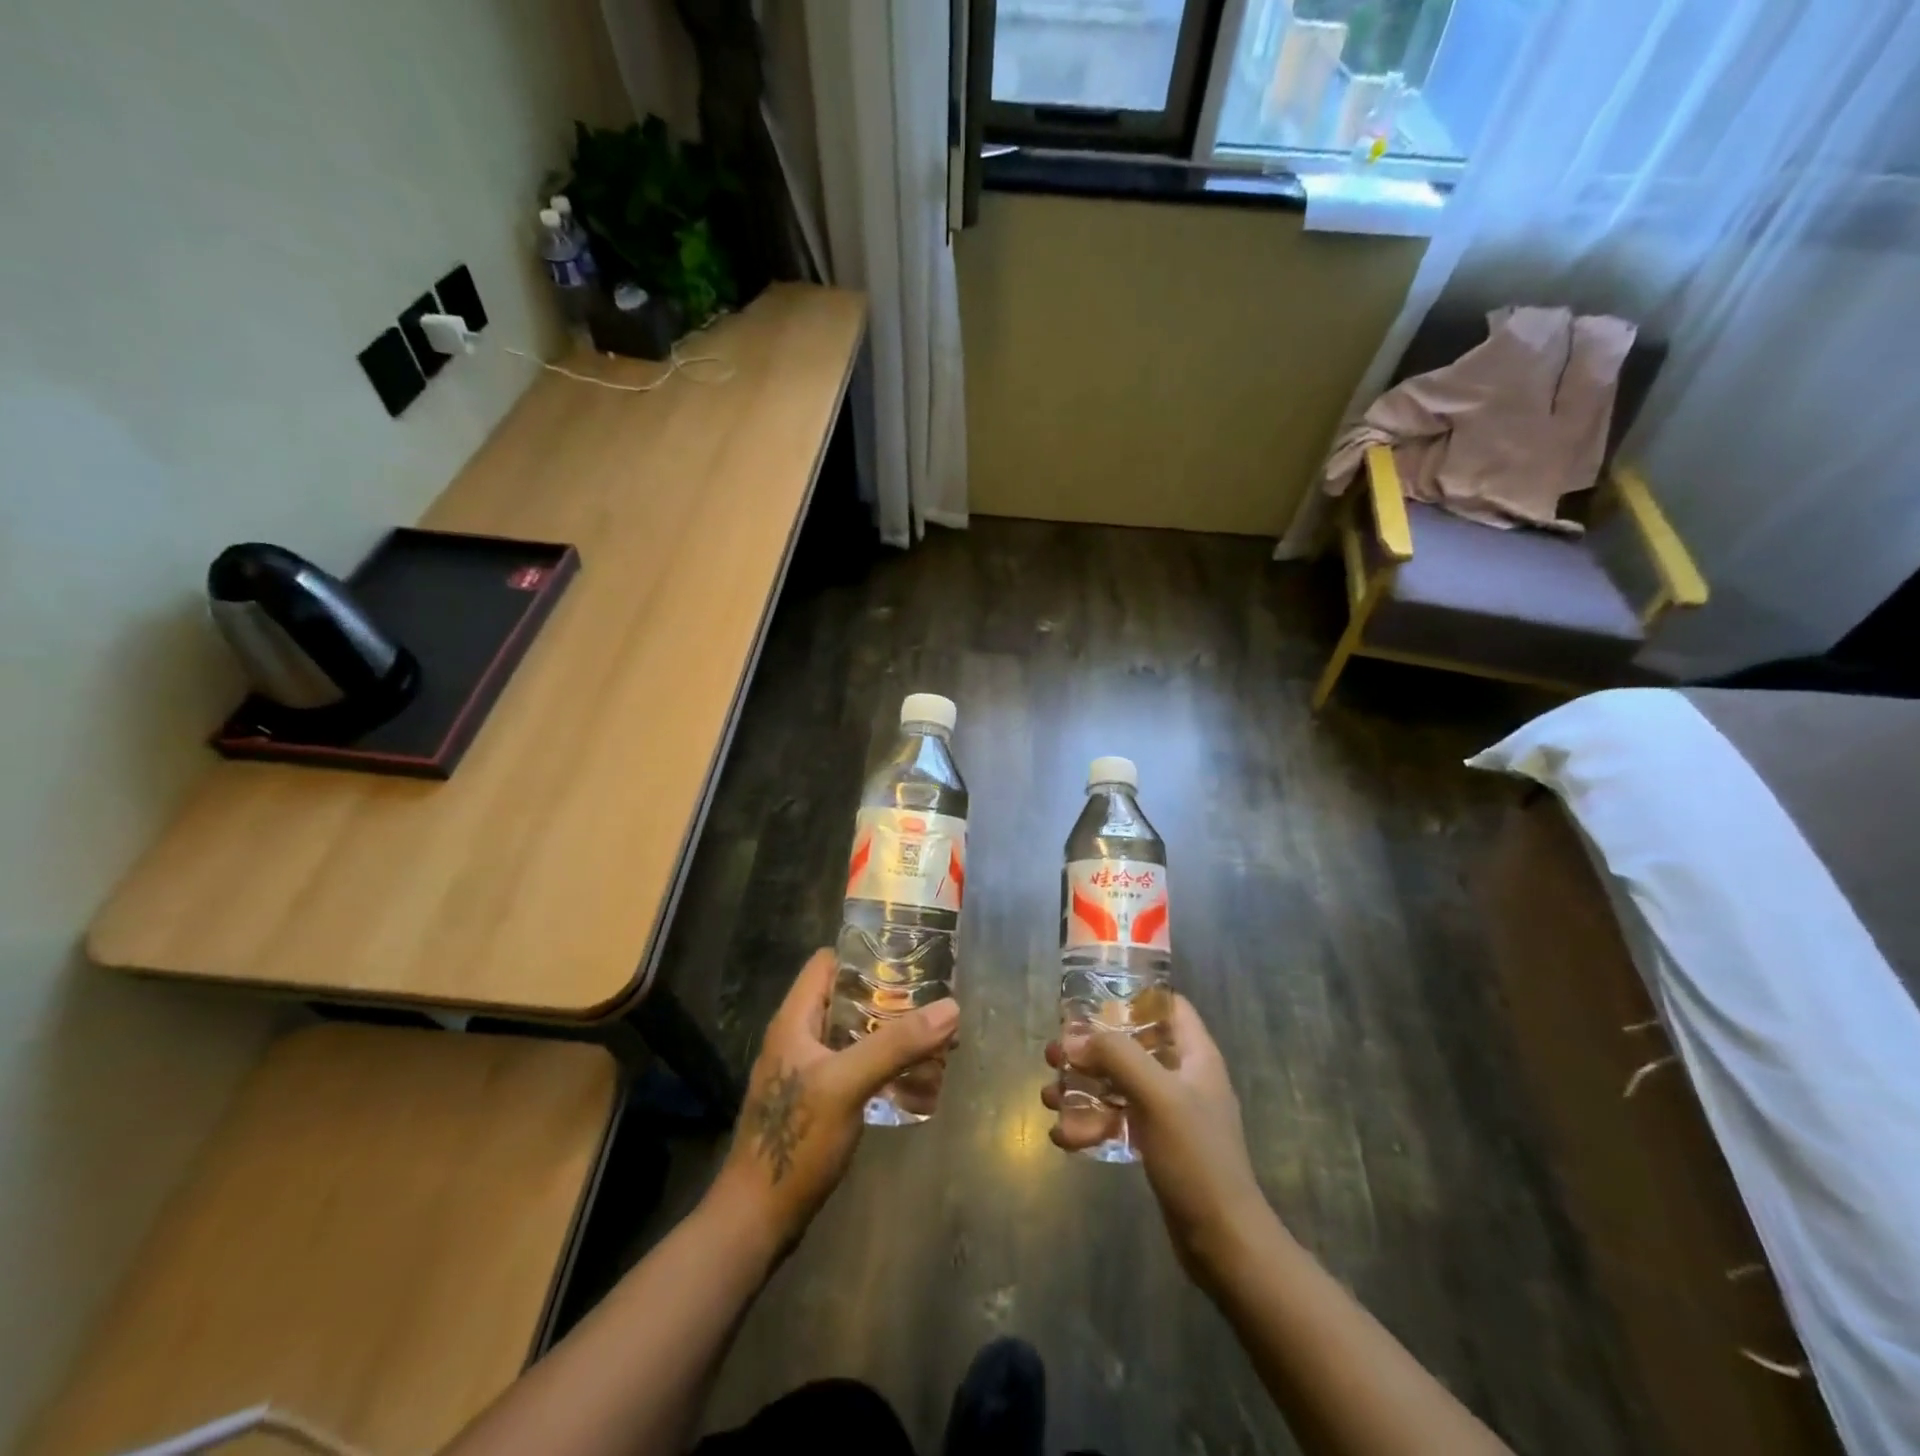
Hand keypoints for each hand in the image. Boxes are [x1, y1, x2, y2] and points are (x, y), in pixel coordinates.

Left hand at [709, 949, 959, 1258]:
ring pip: (854, 1034)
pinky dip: (883, 1063)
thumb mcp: (847, 1084)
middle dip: (890, 997)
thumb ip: (896, 1045)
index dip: (865, 954)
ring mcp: (808, 1071)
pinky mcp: (818, 1101)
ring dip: (891, 1032)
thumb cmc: (795, 1140)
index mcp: (795, 1020)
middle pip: (847, 998)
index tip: (908, 957)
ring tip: (935, 1036)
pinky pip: (855, 1066)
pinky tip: (914, 1076)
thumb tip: (951, 1007)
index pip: (828, 963)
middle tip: (934, 999)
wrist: (757, 1219)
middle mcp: (799, 1037)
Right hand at [1041, 995, 1271, 1286]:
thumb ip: (1117, 1056)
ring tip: (1048, 1098)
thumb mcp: (1158, 1096)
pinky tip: (1063, 1137)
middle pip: (1133, 1046)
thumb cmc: (1196, 1158)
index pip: (1169, 1007)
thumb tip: (1073, 1038)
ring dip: (1083, 1088)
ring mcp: (1170, 1114)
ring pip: (1119, 1085)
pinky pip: (1118, 1121)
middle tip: (1054, 1053)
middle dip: (1091, 1048)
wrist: (1223, 1243)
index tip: (1093, 999)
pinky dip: (1092, 1124)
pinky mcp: (1157, 1145)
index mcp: (1196, 1056)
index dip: (1135, 996)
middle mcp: (1183, 1078)